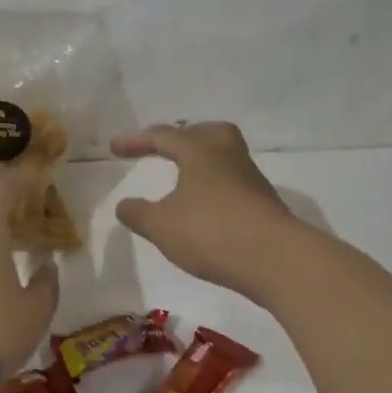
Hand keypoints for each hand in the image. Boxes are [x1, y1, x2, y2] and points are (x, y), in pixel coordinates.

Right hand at [111, 122, 300, 300]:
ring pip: (223, 157)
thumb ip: (138, 214)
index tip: (115, 148)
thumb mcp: (161, 226)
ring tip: (184, 180)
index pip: (163, 136)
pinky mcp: (263, 203)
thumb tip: (124, 205)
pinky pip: (233, 182)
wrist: (276, 259)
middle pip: (206, 133)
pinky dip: (214, 186)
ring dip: (201, 162)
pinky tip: (205, 208)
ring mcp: (250, 179)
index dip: (136, 141)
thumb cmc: (212, 232)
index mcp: (200, 151)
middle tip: (166, 147)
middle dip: (183, 137)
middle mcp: (228, 156)